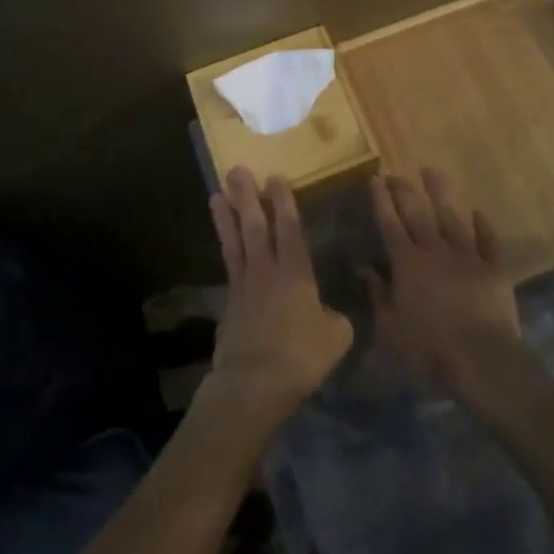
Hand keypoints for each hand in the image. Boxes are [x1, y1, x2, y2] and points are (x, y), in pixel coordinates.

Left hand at [204, 166, 353, 429]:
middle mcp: (267, 270)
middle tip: (237, 170)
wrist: (253, 384)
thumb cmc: (300, 357)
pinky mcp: (228, 303)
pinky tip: (222, 239)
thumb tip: (330, 313)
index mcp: (296, 273)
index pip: (289, 228)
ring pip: (235, 241)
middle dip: (247, 196)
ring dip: (226, 215)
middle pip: (255, 225)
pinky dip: (223, 247)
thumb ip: (335, 318)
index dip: (283, 201)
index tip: (275, 176)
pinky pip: (227, 265)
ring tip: (217, 192)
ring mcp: (243, 285)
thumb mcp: (336, 337)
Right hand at [364, 169, 520, 401]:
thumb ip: (377, 296)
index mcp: (407, 263)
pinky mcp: (495, 268)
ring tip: (431, 171)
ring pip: (451, 217)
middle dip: (403, 190)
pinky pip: (489, 241)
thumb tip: (363, 270)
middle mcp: (435, 250)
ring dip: (440, 193)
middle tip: (395, 174)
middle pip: (417, 212)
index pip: (389, 223)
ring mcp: (467, 256)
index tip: (375, 179)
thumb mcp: (390, 330)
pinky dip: (483, 226)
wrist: (482, 361)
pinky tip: (478, 212)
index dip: (380, 200)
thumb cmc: (429, 349)